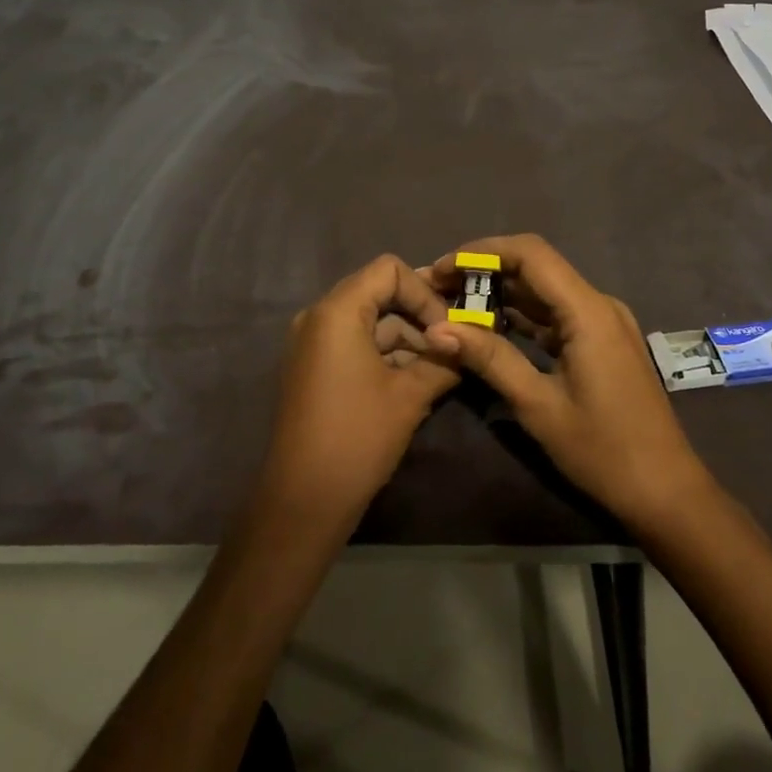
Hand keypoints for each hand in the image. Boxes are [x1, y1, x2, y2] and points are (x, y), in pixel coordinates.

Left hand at [255, 255, 460, 533]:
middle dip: (419, 315)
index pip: (389, 270)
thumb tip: (469, 343)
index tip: (448, 327)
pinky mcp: (313, 368)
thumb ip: (442, 359)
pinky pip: (354, 343)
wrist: (303, 501)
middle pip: (378, 292)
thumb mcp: (410, 395)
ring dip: (406, 338)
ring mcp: (312, 343)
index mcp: (337, 311)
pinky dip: (385, 354)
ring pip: (369, 321)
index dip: (424, 292)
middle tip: (452, 345)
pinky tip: (415, 380)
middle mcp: (318, 316)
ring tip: (441, 368)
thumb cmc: (358, 437)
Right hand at [423, 235, 709, 528]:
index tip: (440, 269)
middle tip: (437, 289)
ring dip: (500, 292)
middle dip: (484, 271)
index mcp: (588, 311)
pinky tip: (488, 327)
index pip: (530, 254)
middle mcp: (598, 304)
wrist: (666, 491)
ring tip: (453, 305)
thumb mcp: (538, 406)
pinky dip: (521, 315)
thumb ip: (489, 358)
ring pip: (544, 290)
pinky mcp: (601, 341)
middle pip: (535, 266)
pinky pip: (555, 314)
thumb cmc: (603, 451)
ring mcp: (603, 322)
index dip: (481, 252)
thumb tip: (435, 329)